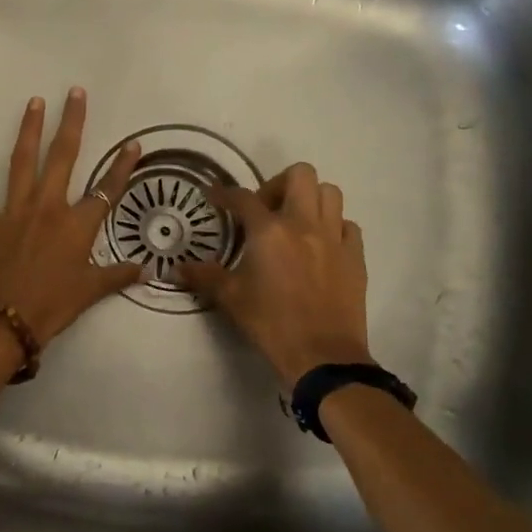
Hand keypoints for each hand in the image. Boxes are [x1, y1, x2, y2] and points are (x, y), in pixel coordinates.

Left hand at [0, 89, 143, 344]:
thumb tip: (147, 270)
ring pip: (24, 160)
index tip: (134, 144)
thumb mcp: (90, 292)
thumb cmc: (51, 307)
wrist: (2, 321)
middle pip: (64, 157)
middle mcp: (48, 207)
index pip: (107, 189)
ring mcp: (14, 209)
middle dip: (72, 123)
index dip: (122, 166)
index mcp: (77, 225)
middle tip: (75, 93)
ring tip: (34, 102)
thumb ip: (117, 276)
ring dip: (29, 129)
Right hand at [177, 163, 371, 388]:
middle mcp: (304, 224)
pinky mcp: (355, 257)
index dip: (225, 194)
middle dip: (278, 184)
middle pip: (300, 175)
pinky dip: (333, 226)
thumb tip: (176, 268)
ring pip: (330, 193)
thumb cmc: (271, 324)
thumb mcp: (231, 299)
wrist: (323, 356)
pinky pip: (347, 225)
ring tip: (295, 222)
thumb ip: (204, 277)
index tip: (214, 196)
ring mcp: (334, 238)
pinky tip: (321, 245)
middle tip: (265, 210)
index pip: (243, 198)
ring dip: (310, 199)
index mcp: (270, 231)